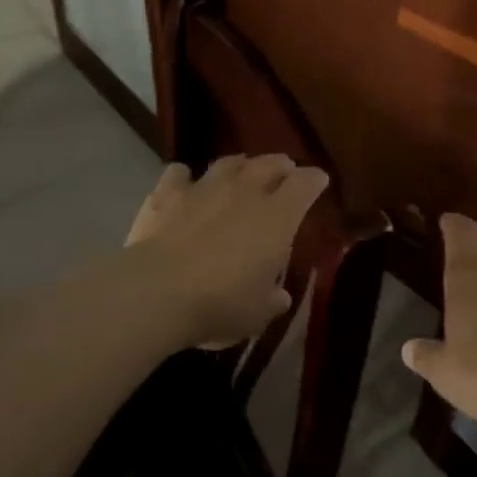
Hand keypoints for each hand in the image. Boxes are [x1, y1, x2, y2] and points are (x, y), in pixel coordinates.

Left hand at [125, 154, 328, 348]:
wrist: (158, 292)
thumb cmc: (221, 303)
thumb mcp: (258, 313)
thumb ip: (271, 300)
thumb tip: (279, 296)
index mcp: (277, 218)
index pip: (305, 185)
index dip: (314, 180)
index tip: (319, 180)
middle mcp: (244, 192)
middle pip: (267, 165)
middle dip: (280, 165)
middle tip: (284, 168)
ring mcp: (203, 189)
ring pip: (227, 163)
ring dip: (239, 164)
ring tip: (242, 168)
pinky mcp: (166, 195)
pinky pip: (178, 174)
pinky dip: (185, 177)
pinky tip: (184, 182)